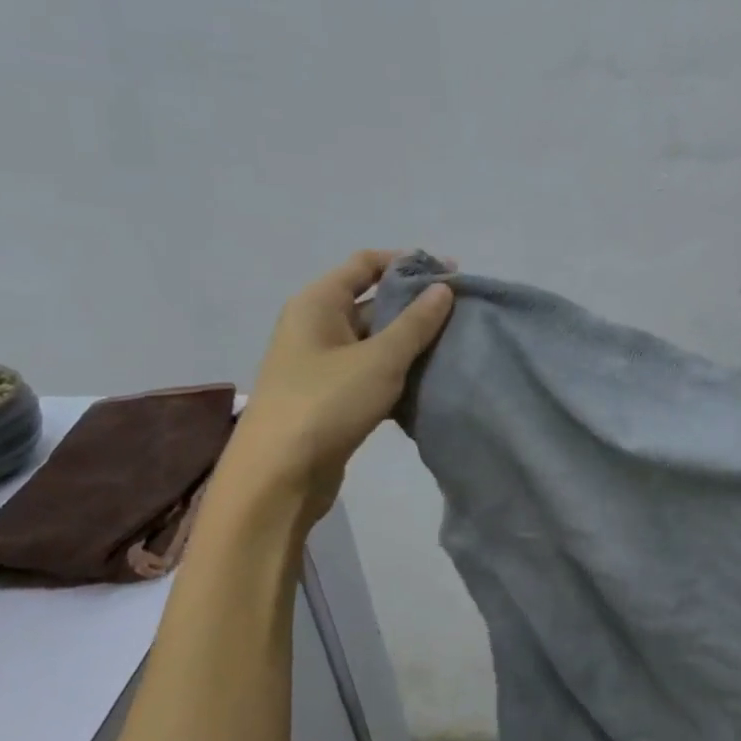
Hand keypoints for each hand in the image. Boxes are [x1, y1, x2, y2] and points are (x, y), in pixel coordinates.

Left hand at [231, 250, 453, 522]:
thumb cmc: (326, 403)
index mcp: (318, 304)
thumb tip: (443, 288)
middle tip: (461, 314)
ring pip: (376, 340)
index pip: (366, 264)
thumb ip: (415, 323)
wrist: (278, 478)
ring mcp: (323, 364)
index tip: (451, 273)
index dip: (407, 263)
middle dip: (416, 305)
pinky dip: (399, 372)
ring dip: (412, 342)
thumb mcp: (379, 359)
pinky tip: (432, 381)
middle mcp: (317, 326)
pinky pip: (372, 371)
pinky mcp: (333, 396)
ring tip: (456, 345)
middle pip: (373, 301)